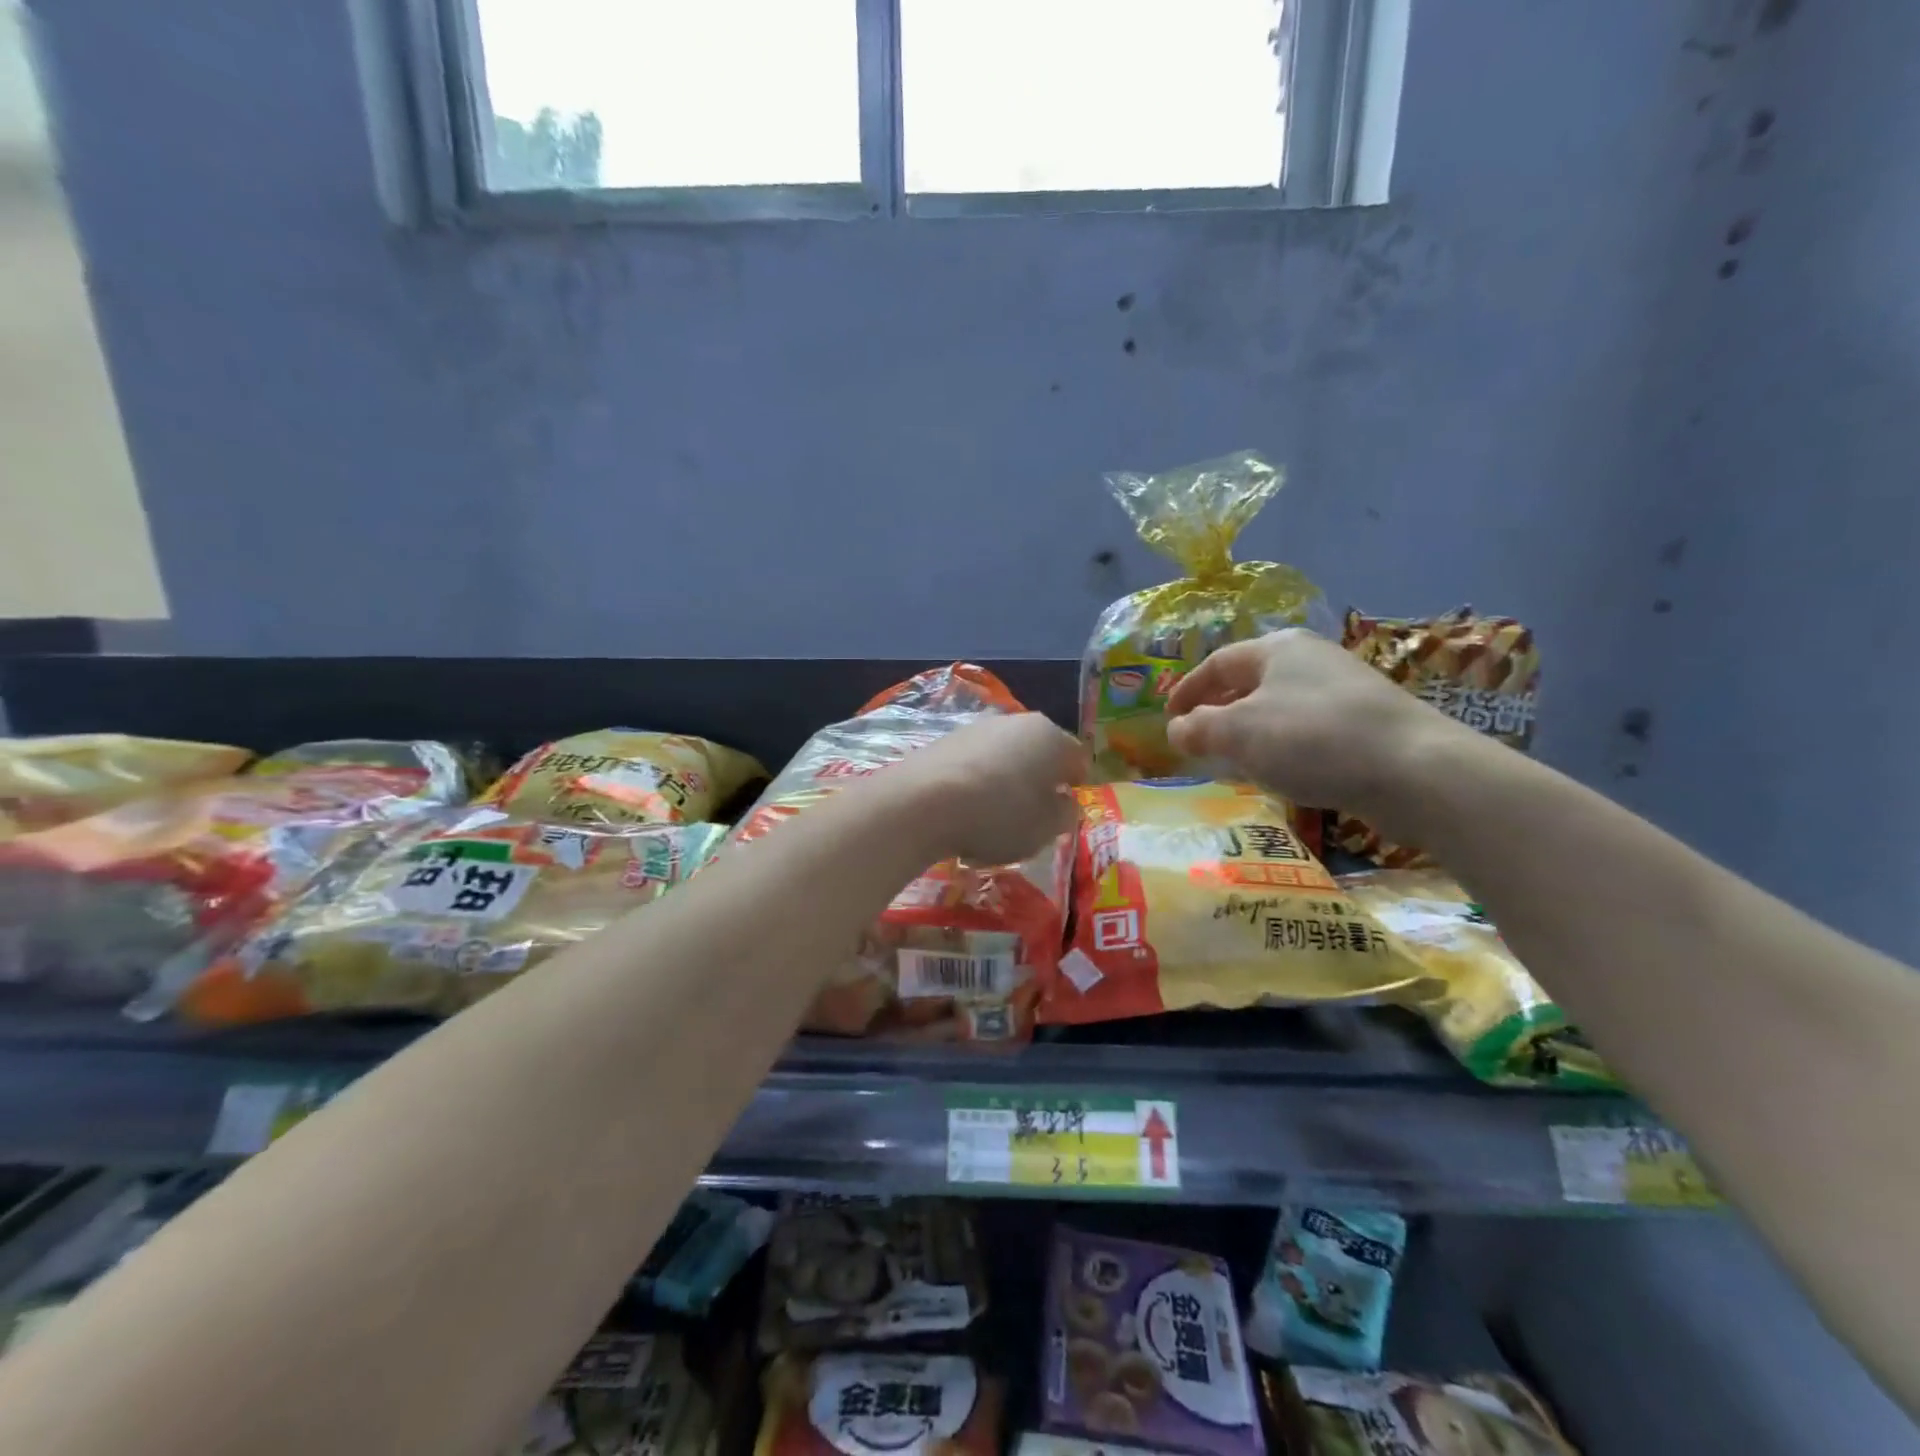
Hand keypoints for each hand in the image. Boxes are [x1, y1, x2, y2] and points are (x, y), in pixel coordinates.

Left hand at [887, 713, 1086, 865]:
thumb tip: (1062, 801)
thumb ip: (1064, 813)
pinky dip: (974, 784)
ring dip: (1004, 781)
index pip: (1077, 758)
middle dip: (1037, 780)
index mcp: (1051, 737)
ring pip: (1003, 757)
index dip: (1075, 784)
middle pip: (1037, 752)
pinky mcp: (943, 741)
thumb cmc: (999, 815)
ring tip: (992, 818)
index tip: (1066, 808)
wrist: (922, 802)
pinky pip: (972, 765)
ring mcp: (976, 728)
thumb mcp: (1046, 828)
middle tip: (1031, 815)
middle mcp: (1016, 722)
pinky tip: (963, 813)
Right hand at [1166, 629, 1471, 828]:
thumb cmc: (1311, 739)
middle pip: (1249, 682)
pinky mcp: (1366, 722)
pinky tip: (1280, 771)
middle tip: (1196, 739)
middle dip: (1218, 711)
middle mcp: (1311, 659)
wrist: (1413, 769)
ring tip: (1232, 760)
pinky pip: (1306, 729)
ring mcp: (1343, 689)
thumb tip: (1177, 730)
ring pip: (1278, 707)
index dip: (1187, 690)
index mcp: (1277, 648)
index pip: (1217, 663)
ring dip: (1249, 731)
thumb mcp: (1238, 732)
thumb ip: (1199, 729)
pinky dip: (1281, 745)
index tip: (1168, 718)